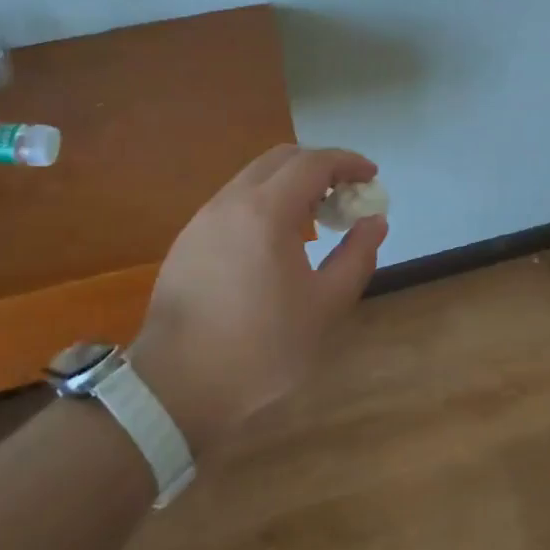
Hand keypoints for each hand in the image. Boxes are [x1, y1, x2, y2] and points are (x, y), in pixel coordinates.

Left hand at [129, 145, 387, 452]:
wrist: (174, 390)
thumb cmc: (260, 349)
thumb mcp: (325, 307)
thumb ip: (357, 256)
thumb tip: (374, 221)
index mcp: (266, 212)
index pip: (314, 163)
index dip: (348, 163)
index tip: (372, 176)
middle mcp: (231, 202)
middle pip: (282, 159)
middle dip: (320, 166)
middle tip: (346, 194)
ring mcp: (203, 219)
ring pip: (254, 177)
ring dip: (291, 183)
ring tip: (316, 216)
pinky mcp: (188, 240)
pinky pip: (234, 201)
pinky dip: (265, 202)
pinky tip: (276, 240)